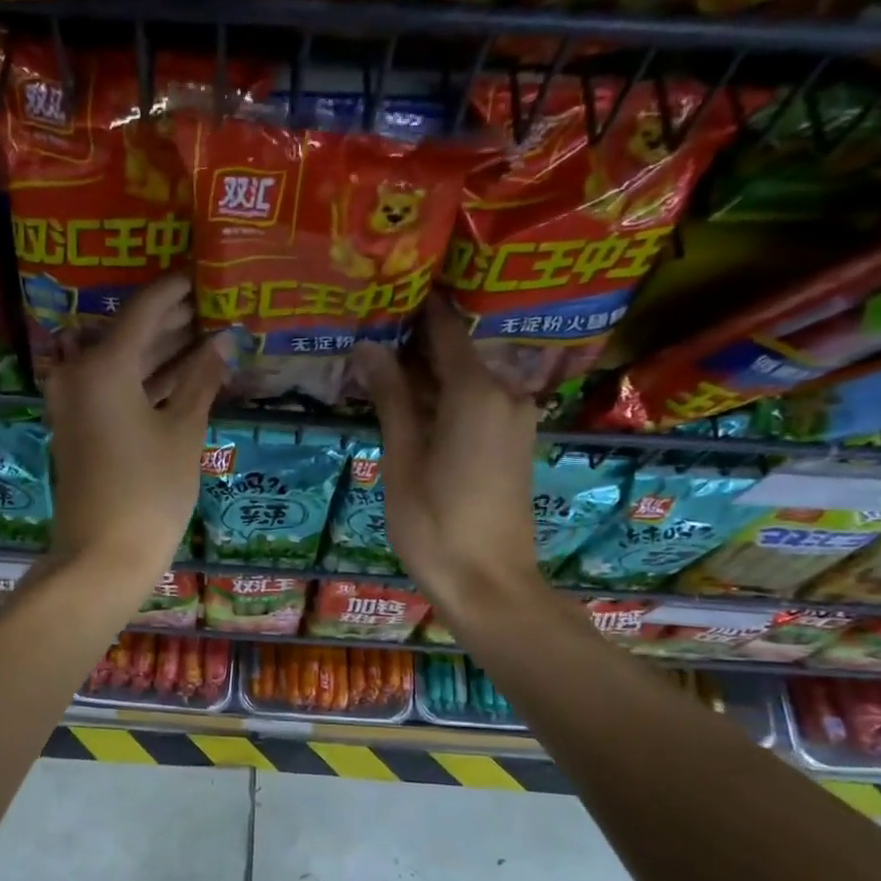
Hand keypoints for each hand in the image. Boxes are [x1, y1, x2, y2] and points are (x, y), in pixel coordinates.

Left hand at [43, 273, 226, 591]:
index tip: (207, 273)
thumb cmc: (149, 491)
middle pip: (131, 332)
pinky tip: (185, 374)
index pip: (145, 308)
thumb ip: (202, 380)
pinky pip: (116, 387)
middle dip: (173, 320)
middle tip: (215, 304)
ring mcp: (76, 402)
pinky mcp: (81, 426)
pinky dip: (148, 380)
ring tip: (209, 333)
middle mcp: (79, 373)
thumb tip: (223, 342)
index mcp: (103, 365)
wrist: (102, 557)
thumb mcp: (183, 431)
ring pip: (124, 362)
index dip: (178, 289)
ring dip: (162, 350)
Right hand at [352, 297, 544, 620]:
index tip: (382, 293)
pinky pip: (476, 405)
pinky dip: (444, 401)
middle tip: (366, 335)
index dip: (414, 309)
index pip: (444, 329)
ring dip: (426, 376)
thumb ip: (390, 399)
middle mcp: (506, 395)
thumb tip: (368, 346)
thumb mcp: (402, 460)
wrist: (491, 586)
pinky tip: (408, 407)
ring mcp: (514, 420)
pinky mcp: (513, 444)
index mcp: (477, 392)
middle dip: (413, 345)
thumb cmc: (436, 525)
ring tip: (378, 369)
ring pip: (465, 381)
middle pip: (456, 354)